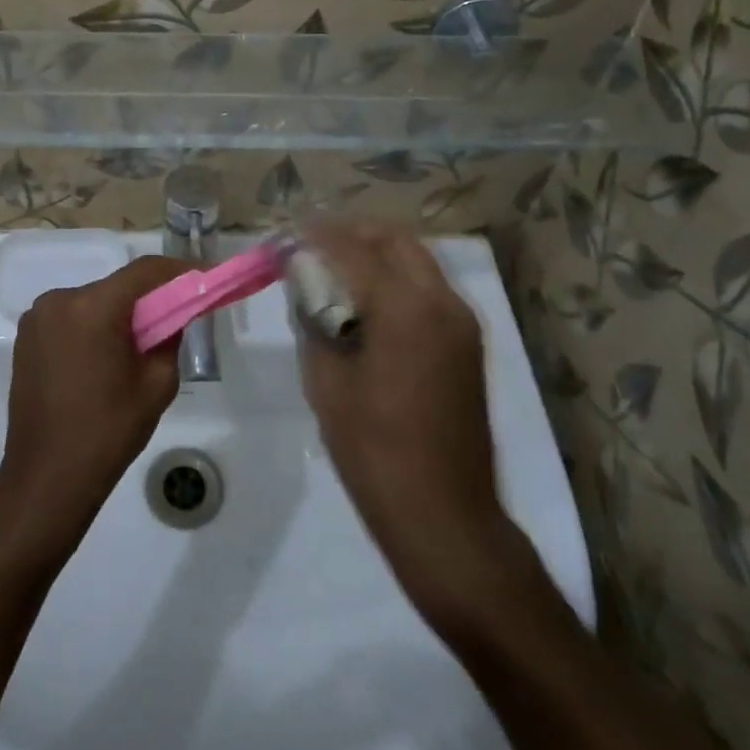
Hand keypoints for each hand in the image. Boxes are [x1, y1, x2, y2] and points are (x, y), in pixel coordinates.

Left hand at [0, 256, 189, 549]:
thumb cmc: (107, 432)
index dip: (179, 271)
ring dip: (120, 314)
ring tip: (141, 344)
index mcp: (92, 308)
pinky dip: (94, 327)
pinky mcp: (27, 337)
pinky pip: (72, 319)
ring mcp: (37, 318)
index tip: (206, 276)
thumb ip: (170, 337)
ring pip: (94, 302)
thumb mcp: (157, 384)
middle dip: (149, 298)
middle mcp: (58, 300)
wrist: (46, 477)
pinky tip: (107, 357)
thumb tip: (172, 315)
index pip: (144, 272)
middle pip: (117, 287)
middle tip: (178, 315)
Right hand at [296, 220, 516, 625]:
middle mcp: (441, 302)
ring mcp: (461, 321)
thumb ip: (314, 321)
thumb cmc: (374, 451)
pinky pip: (427, 287)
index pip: (353, 249)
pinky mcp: (466, 342)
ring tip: (332, 270)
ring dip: (374, 252)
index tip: (283, 239)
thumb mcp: (327, 383)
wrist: (444, 515)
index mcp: (405, 310)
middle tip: (310, 247)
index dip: (314, 237)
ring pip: (415, 260)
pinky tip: (364, 301)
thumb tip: (304, 284)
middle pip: (394, 239)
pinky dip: (394, 277)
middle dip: (350, 233)